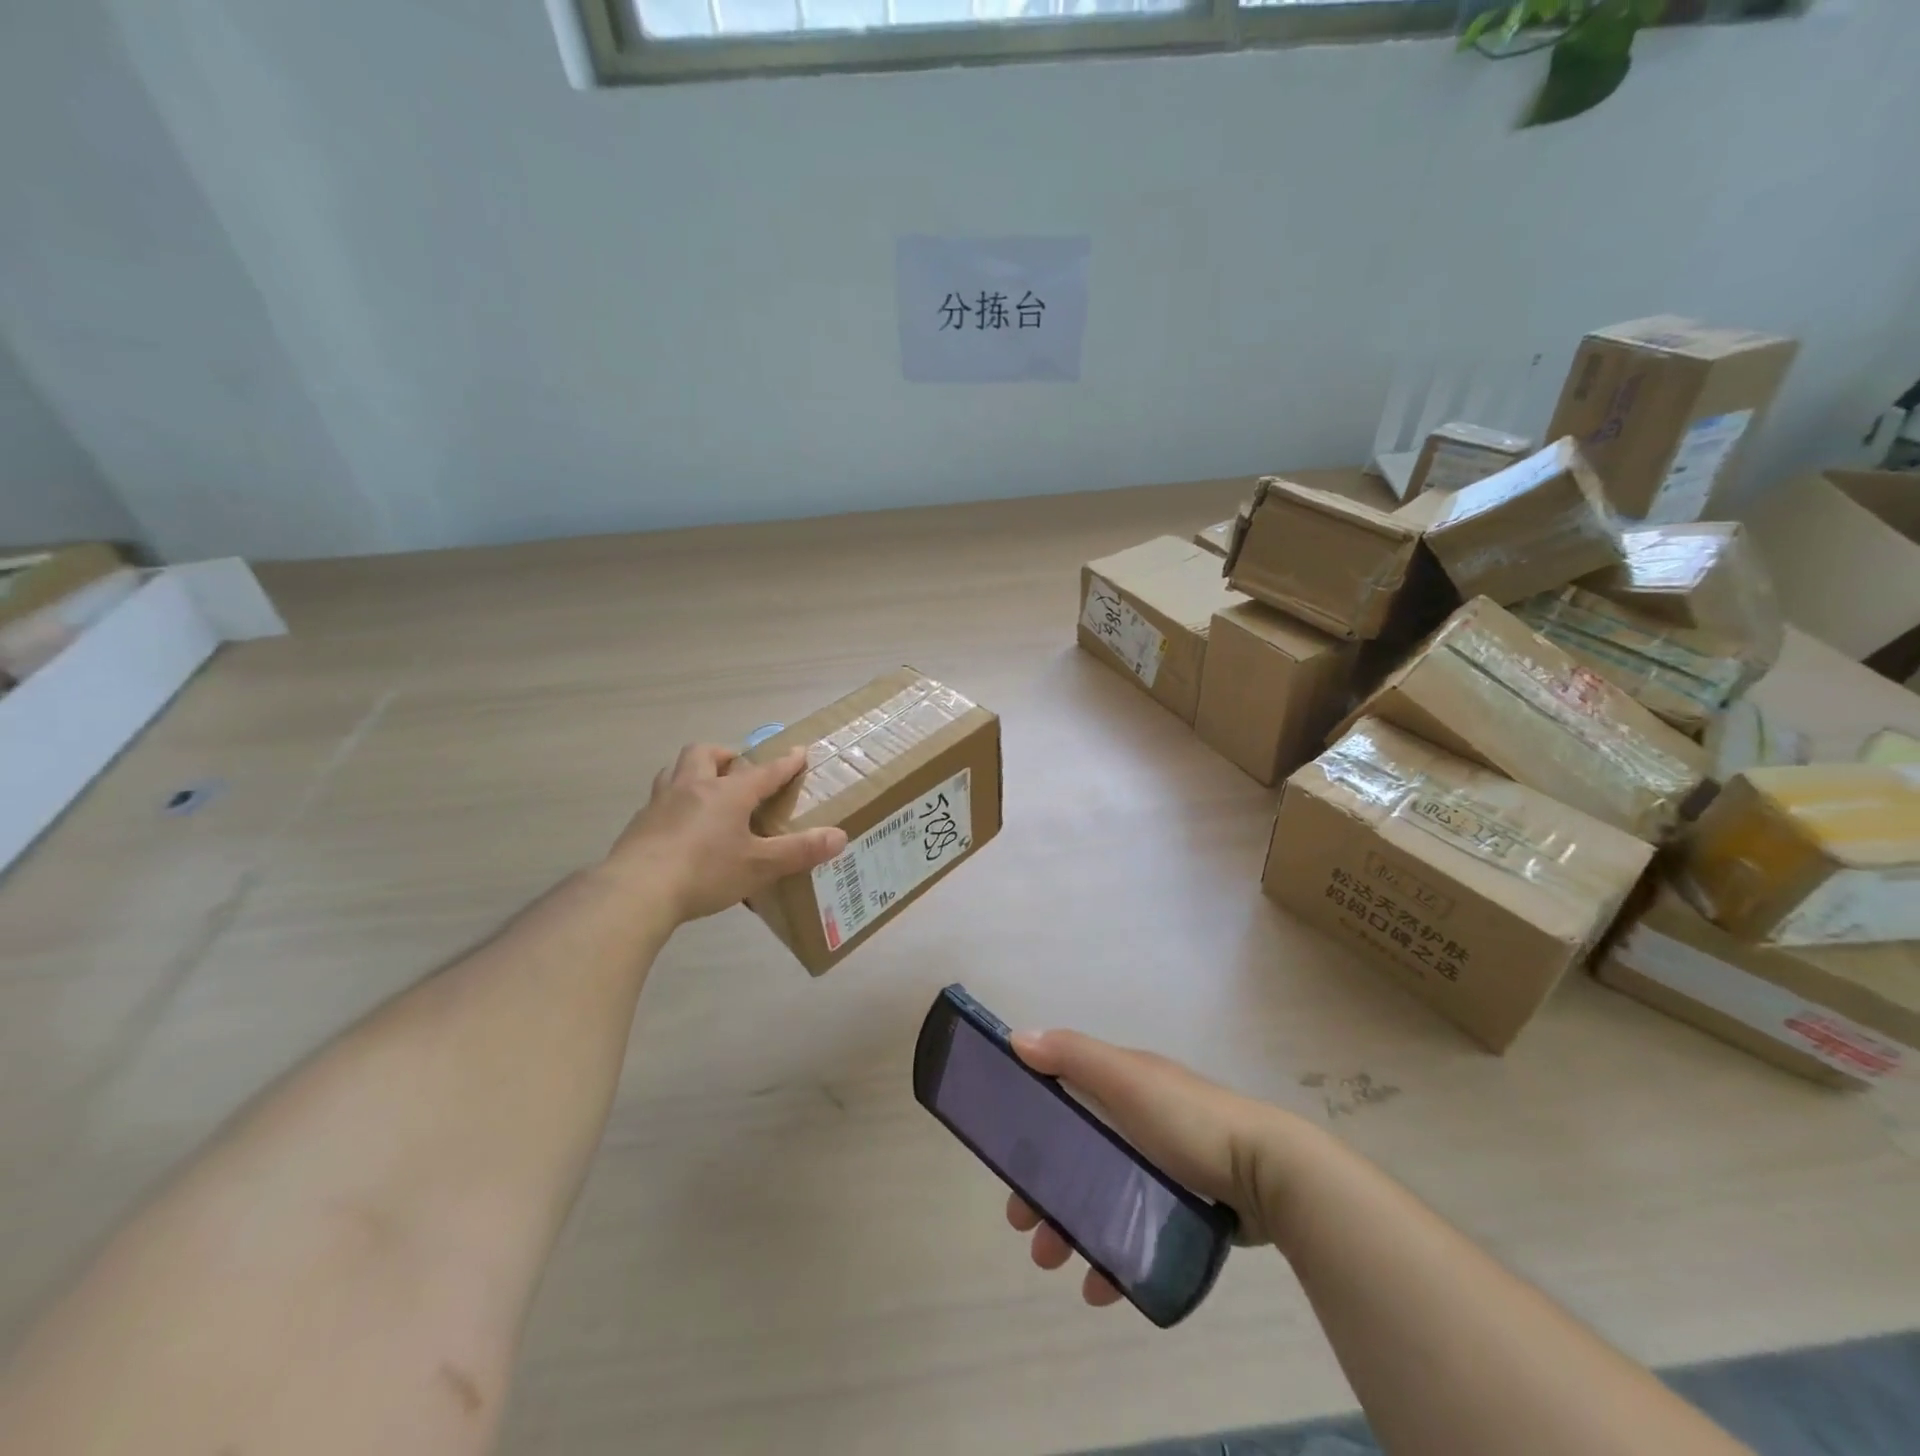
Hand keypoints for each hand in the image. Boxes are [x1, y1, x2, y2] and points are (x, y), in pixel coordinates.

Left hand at [608, 744, 847, 922]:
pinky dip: (674, 802)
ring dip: (693, 771)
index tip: (799, 752)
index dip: (785, 763)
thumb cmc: (705, 872)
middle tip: (738, 770)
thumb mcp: (759, 866)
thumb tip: (840, 836)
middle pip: (706, 754)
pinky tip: (678, 826)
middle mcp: (693, 787)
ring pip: (676, 770)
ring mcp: (661, 803)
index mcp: (728, 794)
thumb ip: (799, 851)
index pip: (764, 772)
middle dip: (726, 756)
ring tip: (705, 790)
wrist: (636, 891)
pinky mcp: (639, 824)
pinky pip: (659, 800)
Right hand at [1002, 1029, 1303, 1307]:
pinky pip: (1133, 1234)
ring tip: (1053, 1261)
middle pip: (1075, 1154)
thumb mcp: (1128, 1079)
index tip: (1006, 1162)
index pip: (1062, 1098)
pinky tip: (1100, 1288)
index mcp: (1122, 1086)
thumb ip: (1074, 1056)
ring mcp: (1160, 1168)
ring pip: (1098, 1199)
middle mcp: (1136, 1122)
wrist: (1270, 1175)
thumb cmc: (1189, 1119)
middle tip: (1022, 1225)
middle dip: (1043, 1188)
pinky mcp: (1181, 1210)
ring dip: (1068, 1228)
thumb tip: (1017, 1038)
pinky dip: (1110, 1259)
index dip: (1030, 1126)